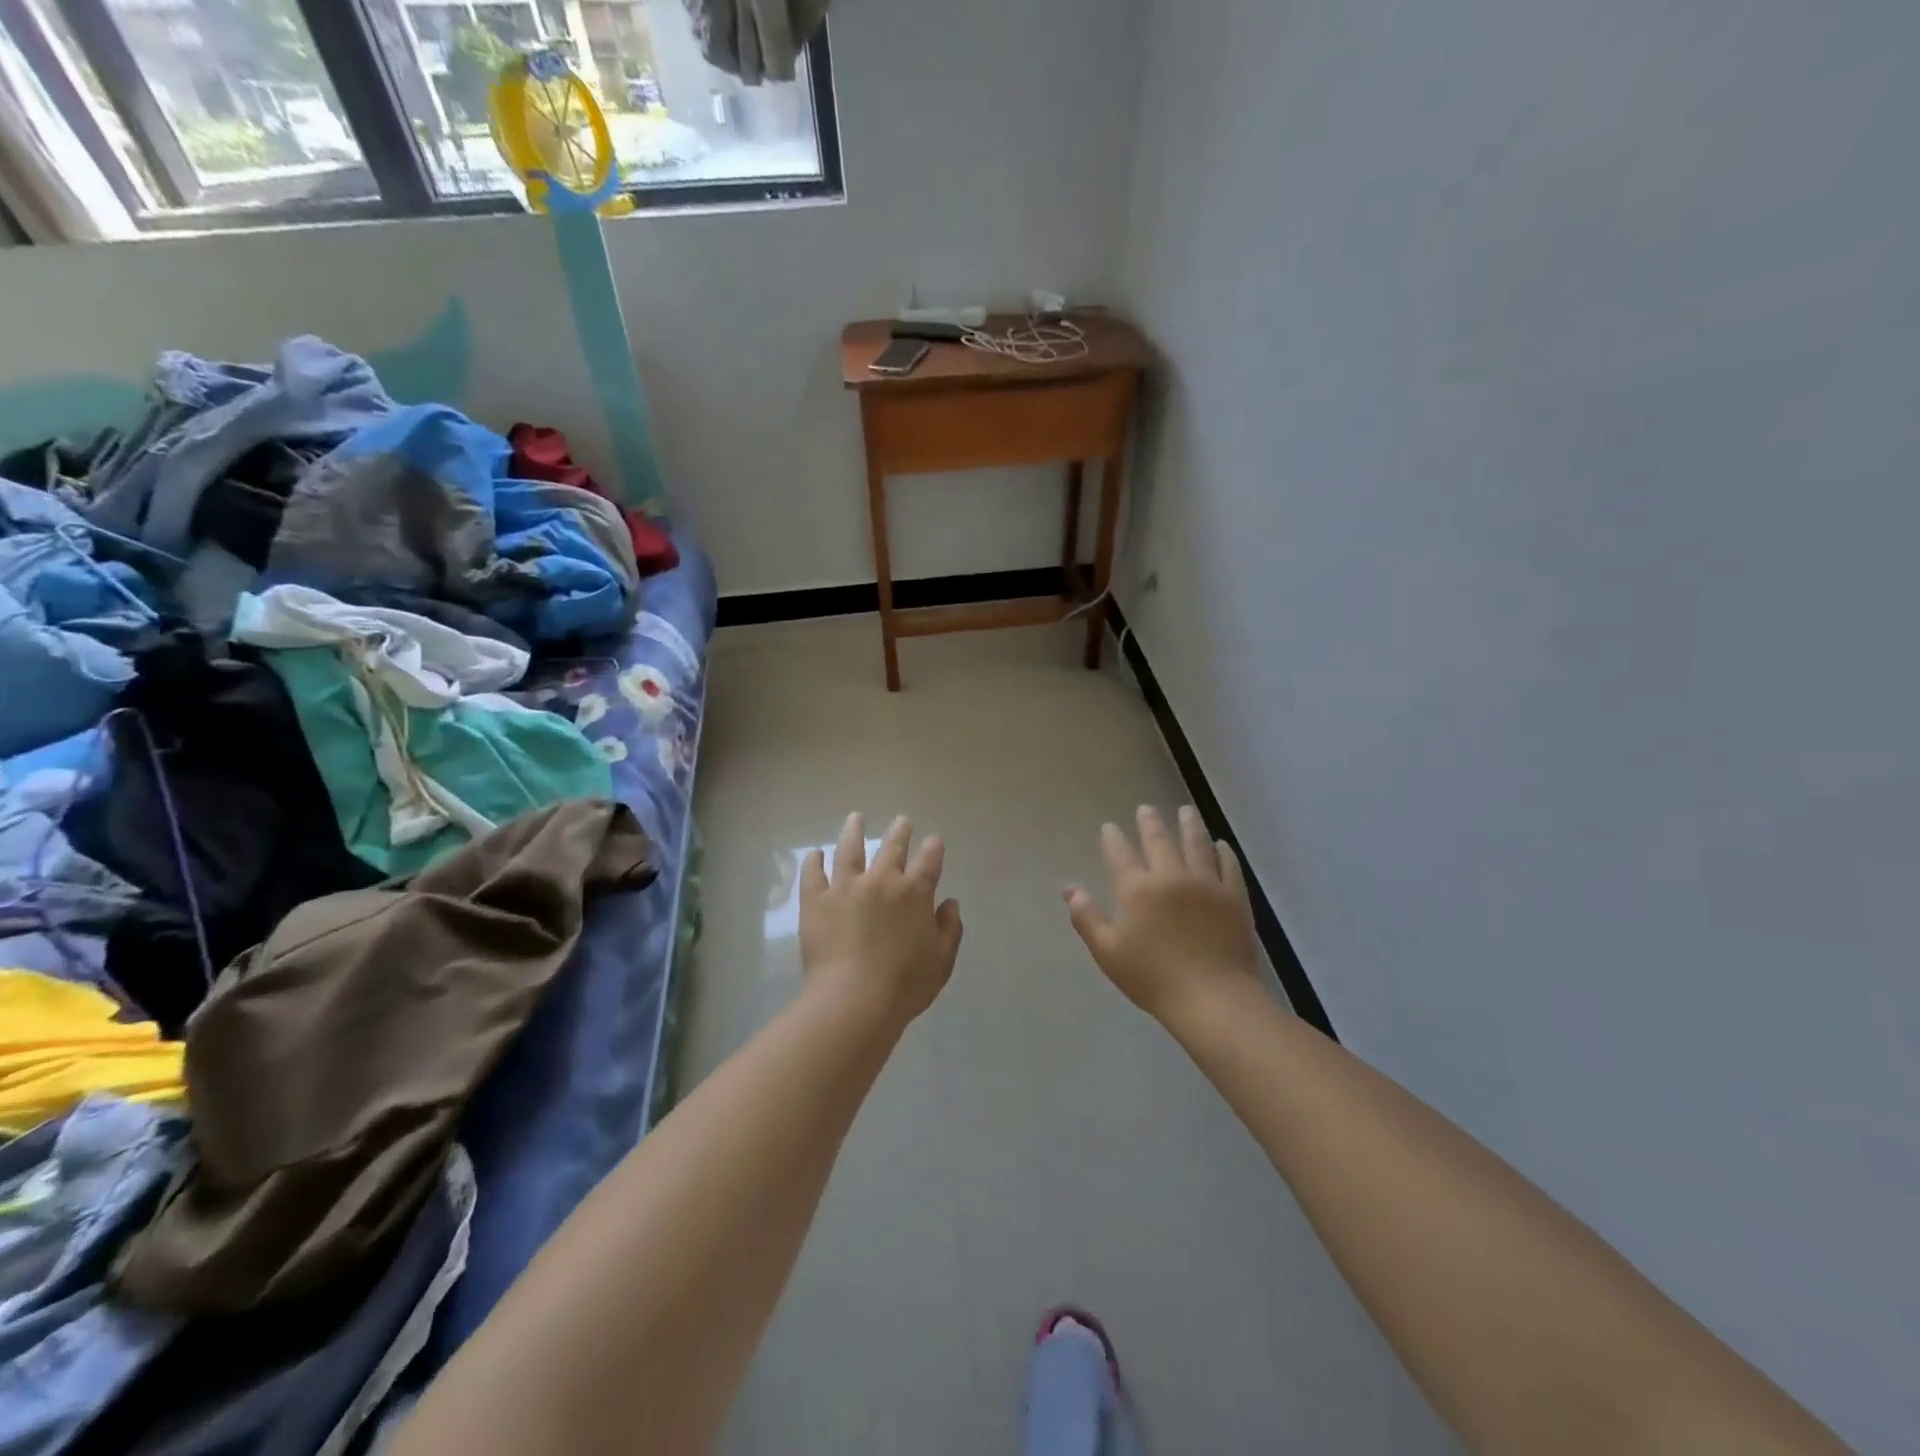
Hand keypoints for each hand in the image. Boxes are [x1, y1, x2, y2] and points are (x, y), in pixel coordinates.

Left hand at [800, 813, 963, 1023]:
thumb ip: (949, 929)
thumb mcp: (941, 962)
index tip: (934, 840)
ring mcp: (846, 887)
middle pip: (892, 847)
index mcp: (915, 893)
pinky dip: (814, 861)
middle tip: (902, 821)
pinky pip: (813, 874)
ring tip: (855, 818)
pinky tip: (815, 854)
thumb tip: (949, 904)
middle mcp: (882, 881)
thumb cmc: (904, 985)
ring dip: (854, 831)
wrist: (853, 1000)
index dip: (933, 848)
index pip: (929, 861)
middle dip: (900, 831)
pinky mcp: (816, 901)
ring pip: (850, 849)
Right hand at [1065, 806, 1258, 1023]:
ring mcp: (1206, 884)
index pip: (1120, 855)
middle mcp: (1171, 877)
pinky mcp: (1234, 898)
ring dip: (1189, 826)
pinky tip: (1221, 844)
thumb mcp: (1108, 952)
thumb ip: (1087, 918)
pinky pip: (1228, 866)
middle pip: (1159, 841)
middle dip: (1150, 823)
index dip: (1113, 839)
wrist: (1212, 998)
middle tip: (1146, 808)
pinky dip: (1223, 852)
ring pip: (1196, 845)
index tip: (1109, 826)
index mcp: (1137, 889)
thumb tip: (1070, 890)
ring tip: (1185, 811)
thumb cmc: (1153, 978)